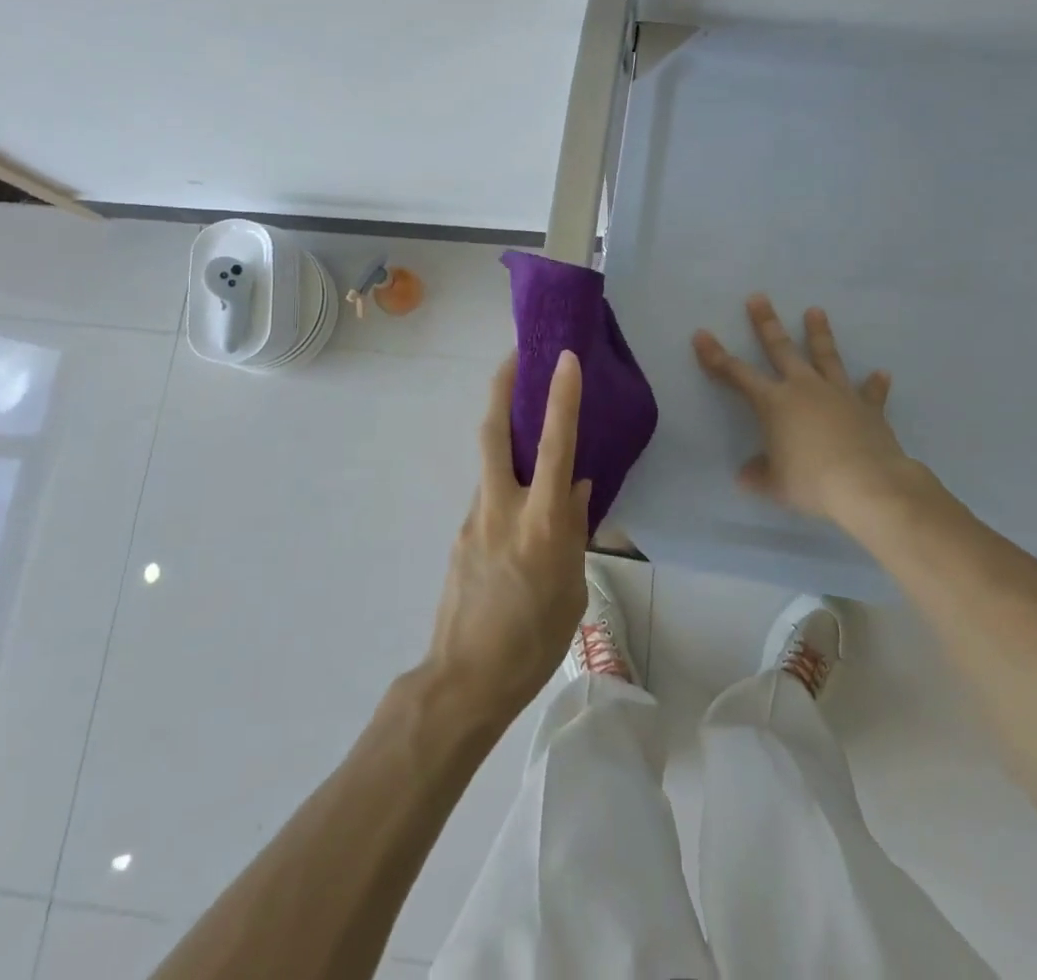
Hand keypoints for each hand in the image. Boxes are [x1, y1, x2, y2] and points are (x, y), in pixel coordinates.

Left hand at [423, 349, 591, 722]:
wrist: (464, 680)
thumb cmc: (532, 642)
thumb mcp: (571, 589)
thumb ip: (574, 532)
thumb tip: (576, 488)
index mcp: (539, 524)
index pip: (553, 447)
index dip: (560, 398)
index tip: (564, 358)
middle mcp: (501, 509)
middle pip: (493, 432)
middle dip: (501, 387)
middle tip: (514, 356)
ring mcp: (473, 519)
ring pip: (489, 462)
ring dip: (505, 433)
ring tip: (527, 426)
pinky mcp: (460, 534)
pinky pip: (488, 495)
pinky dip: (504, 482)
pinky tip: (520, 507)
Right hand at [693, 294, 929, 526]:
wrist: (868, 484)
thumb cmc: (812, 481)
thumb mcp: (775, 484)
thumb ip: (758, 475)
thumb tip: (745, 475)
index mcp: (774, 403)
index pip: (736, 374)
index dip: (715, 356)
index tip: (701, 334)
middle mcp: (803, 389)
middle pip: (781, 349)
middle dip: (767, 323)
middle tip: (759, 297)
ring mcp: (838, 394)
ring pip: (825, 356)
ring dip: (819, 333)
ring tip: (816, 310)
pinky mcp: (868, 408)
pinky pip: (870, 393)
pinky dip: (874, 384)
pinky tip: (882, 373)